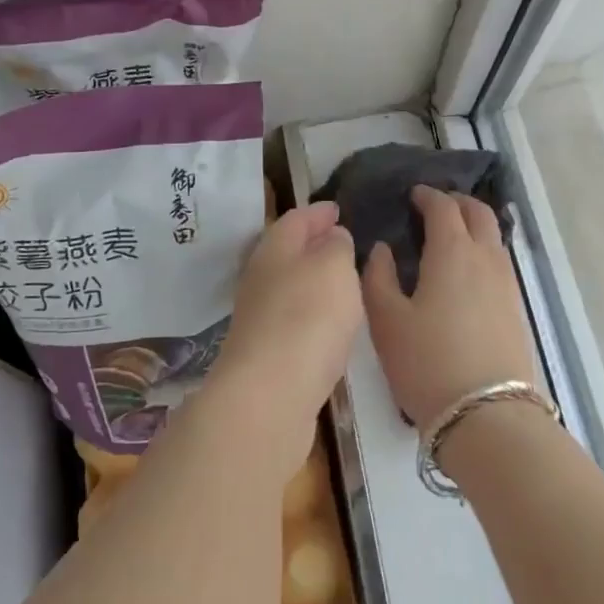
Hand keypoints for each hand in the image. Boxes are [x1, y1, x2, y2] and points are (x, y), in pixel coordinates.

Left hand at [208, 201, 361, 472]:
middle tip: (343, 241)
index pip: (296, 218)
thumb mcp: (334, 268)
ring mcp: (260, 318)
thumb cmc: (307, 317)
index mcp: (274, 249)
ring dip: (314, 280)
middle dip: (313, 243)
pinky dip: (313, 312)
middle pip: (288, 251)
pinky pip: (294, 319)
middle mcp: (261, 278)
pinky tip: (331, 324)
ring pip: (290, 286)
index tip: (338, 208)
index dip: (318, 210)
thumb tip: (332, 238)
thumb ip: (337, 247)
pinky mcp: (267, 354)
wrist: (269, 396)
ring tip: (344, 281)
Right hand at [362, 186, 536, 427]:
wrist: (486, 414)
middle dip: (456, 202)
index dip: (427, 196)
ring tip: (449, 237)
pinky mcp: (516, 307)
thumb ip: (378, 277)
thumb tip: (383, 250)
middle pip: (478, 213)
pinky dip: (482, 250)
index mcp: (452, 251)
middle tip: (434, 207)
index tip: (412, 195)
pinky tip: (465, 272)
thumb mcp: (386, 320)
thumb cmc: (427, 362)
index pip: (443, 207)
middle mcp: (485, 257)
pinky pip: (499, 261)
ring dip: (473, 225)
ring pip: (493, 237)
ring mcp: (506, 283)